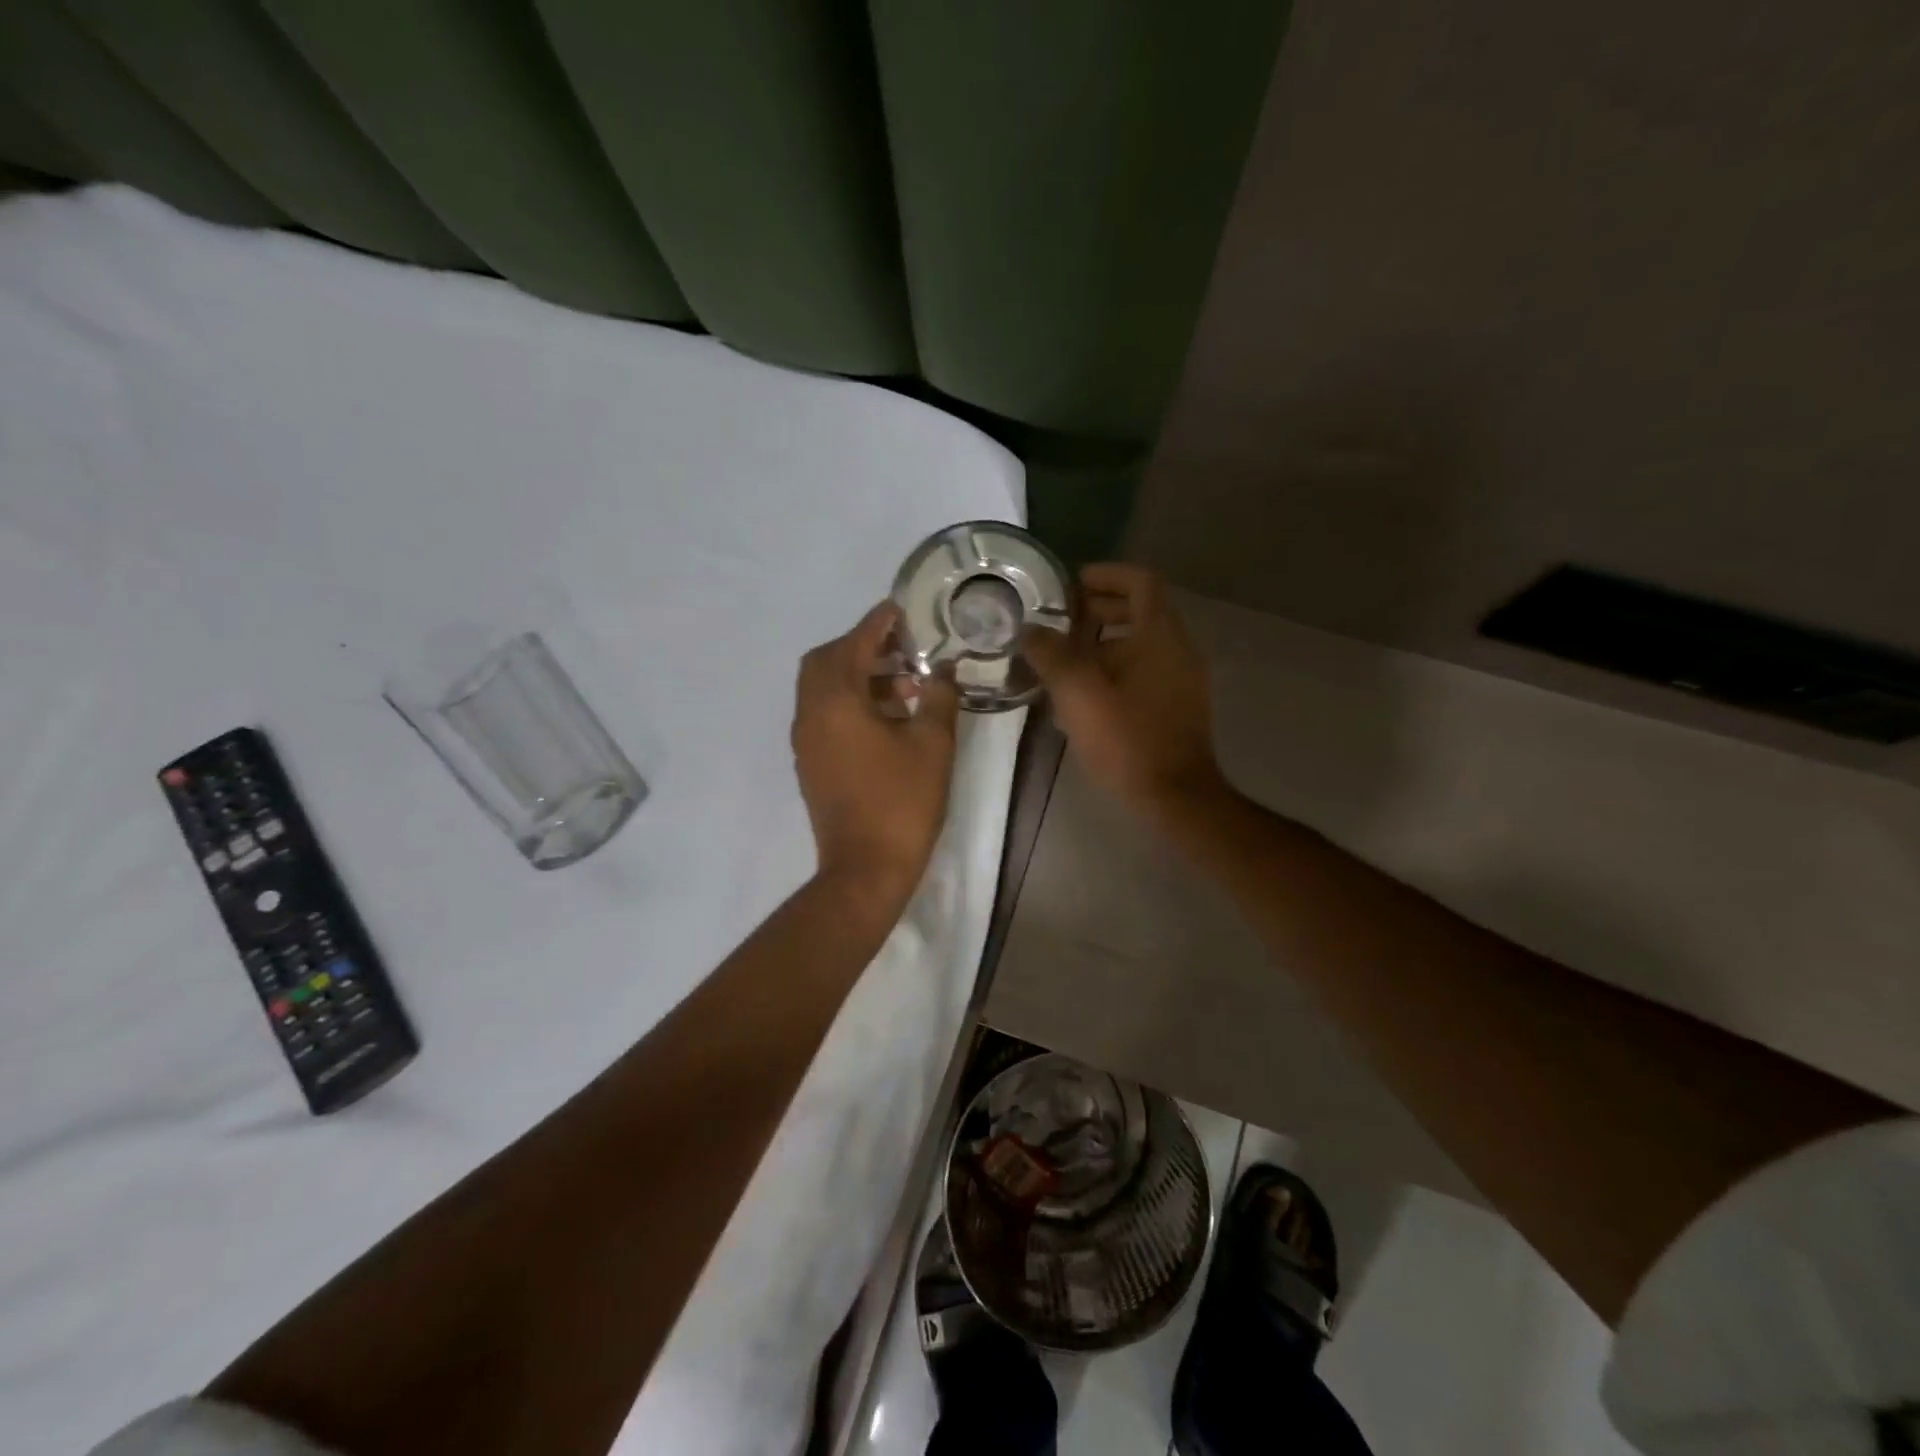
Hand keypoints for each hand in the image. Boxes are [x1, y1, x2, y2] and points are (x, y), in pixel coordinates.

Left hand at [792, 601, 959, 903]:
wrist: (864, 868)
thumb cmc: (902, 802)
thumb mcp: (932, 744)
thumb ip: (939, 697)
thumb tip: (943, 669)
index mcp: (836, 701)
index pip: (855, 643)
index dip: (879, 622)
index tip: (901, 609)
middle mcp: (811, 713)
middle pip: (826, 660)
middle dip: (862, 646)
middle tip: (902, 650)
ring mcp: (806, 739)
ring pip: (823, 688)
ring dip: (857, 675)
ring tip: (905, 686)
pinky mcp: (810, 761)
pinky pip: (823, 713)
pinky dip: (849, 701)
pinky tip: (887, 718)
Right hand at [1024, 563, 1228, 825]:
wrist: (1175, 797)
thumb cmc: (1127, 739)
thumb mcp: (1078, 693)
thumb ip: (1050, 655)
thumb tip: (1030, 630)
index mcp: (1159, 635)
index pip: (1140, 581)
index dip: (1105, 575)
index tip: (1070, 586)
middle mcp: (1177, 649)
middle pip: (1138, 611)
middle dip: (1096, 611)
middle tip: (1058, 624)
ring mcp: (1180, 680)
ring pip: (1138, 645)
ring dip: (1100, 645)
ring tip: (1060, 663)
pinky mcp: (1175, 706)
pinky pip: (1143, 672)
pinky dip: (1113, 671)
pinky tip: (1082, 698)